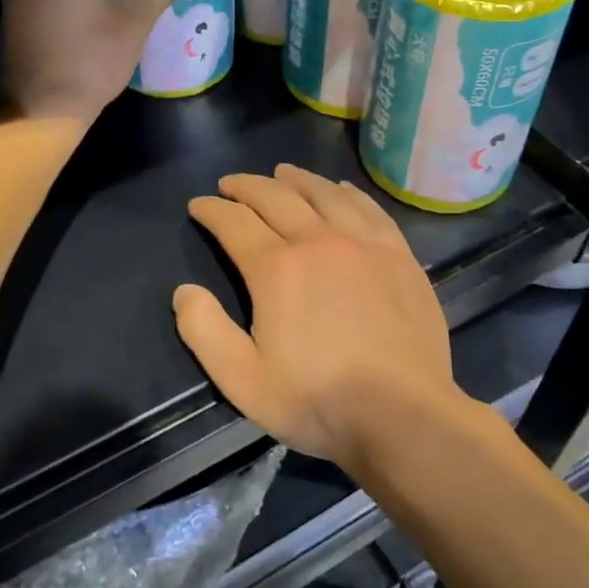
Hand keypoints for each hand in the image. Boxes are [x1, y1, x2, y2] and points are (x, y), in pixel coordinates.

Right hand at [173, 165, 465, 468]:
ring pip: (324, 194)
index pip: (234, 222)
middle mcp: (318, 241)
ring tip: (281, 172)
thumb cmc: (318, 400)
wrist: (403, 415)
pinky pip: (368, 208)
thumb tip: (184, 291)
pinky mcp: (398, 255)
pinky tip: (341, 189)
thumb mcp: (243, 380)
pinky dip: (347, 192)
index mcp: (277, 268)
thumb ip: (205, 331)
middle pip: (276, 197)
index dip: (212, 209)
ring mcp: (363, 244)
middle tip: (231, 184)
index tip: (199, 205)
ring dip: (296, 179)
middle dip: (247, 186)